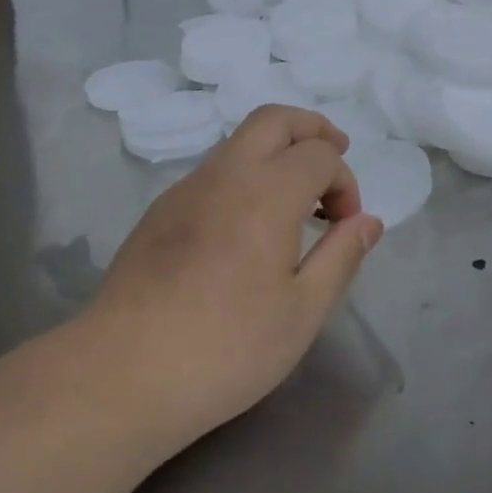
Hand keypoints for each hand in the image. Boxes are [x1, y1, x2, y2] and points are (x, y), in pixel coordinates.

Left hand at [87, 106, 383, 449]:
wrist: (122, 373)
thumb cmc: (226, 347)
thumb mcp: (302, 312)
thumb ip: (341, 256)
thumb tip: (368, 221)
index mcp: (267, 191)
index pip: (319, 154)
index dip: (344, 182)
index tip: (345, 226)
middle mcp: (226, 174)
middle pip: (274, 119)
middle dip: (312, 129)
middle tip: (334, 158)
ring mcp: (186, 189)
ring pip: (238, 142)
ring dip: (276, 151)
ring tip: (294, 200)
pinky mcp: (160, 211)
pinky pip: (212, 171)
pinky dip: (243, 175)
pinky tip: (245, 227)